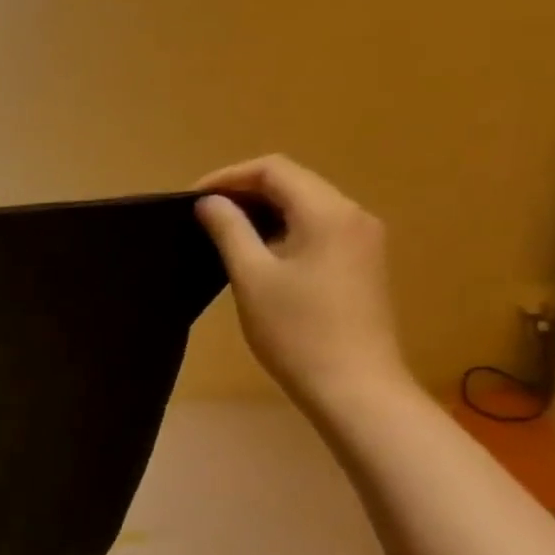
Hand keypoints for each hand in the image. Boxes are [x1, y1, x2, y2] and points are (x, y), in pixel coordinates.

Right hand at [194, 156, 412, 414]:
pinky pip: (317, 227)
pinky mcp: (360, 262)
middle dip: (244, 191)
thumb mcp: (251, 276)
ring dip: (262, 210)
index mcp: (328, 213)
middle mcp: (353, 215)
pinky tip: (256, 252)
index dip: (228, 176)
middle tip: (202, 215)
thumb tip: (209, 202)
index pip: (274, 169)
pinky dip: (282, 228)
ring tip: (221, 232)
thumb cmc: (296, 330)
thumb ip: (229, 230)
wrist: (353, 385)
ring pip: (305, 205)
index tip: (192, 200)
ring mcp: (362, 239)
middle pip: (293, 182)